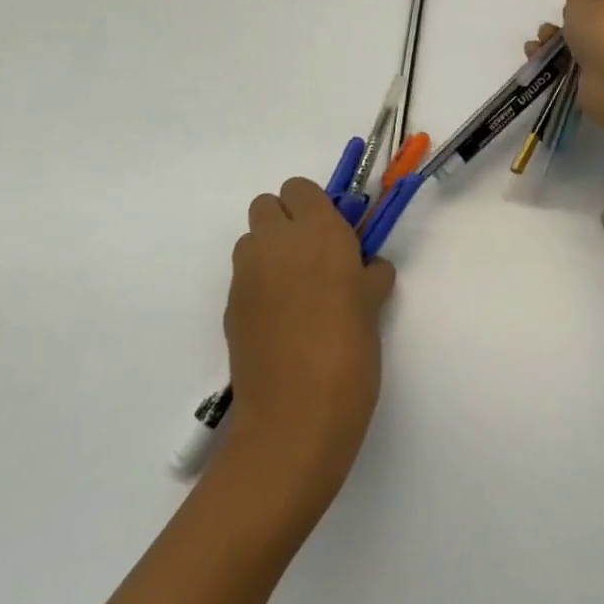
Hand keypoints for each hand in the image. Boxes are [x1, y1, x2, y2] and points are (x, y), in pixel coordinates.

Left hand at [224, 177, 394, 506]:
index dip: (315, 206)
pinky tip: (280, 320)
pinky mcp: (230, 307)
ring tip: (296, 289)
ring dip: (270, 251)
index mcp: (318, 231)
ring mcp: (247, 275)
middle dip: (287, 221)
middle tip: (313, 256)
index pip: (300, 188)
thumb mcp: (374, 305)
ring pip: (251, 240)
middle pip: (267, 205)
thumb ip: (370, 274)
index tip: (334, 233)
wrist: (296, 415)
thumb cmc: (349, 350)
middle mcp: (276, 242)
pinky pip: (244, 277)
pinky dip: (260, 284)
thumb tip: (366, 269)